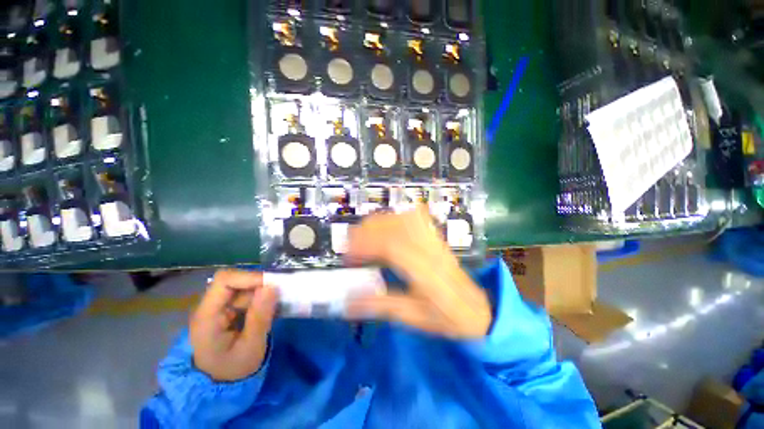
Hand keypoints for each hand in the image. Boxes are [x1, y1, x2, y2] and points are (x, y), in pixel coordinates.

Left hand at [189, 270, 277, 380]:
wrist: (220, 385)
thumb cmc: (233, 370)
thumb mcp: (250, 348)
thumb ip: (260, 317)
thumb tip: (271, 286)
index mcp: (207, 316)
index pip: (225, 281)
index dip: (250, 277)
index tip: (273, 285)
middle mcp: (211, 306)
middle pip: (237, 281)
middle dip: (261, 285)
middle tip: (282, 295)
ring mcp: (220, 308)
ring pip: (245, 288)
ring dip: (264, 292)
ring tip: (279, 304)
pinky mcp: (229, 310)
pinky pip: (248, 296)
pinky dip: (263, 298)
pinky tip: (272, 309)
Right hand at [345, 205, 491, 338]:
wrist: (475, 308)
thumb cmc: (445, 316)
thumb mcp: (413, 317)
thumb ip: (381, 306)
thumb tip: (348, 302)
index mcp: (425, 272)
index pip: (392, 247)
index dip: (366, 246)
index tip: (348, 257)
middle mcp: (430, 249)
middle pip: (396, 226)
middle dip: (368, 231)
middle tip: (350, 246)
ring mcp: (434, 240)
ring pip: (404, 218)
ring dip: (380, 222)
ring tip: (364, 236)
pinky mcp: (435, 237)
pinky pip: (416, 217)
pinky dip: (397, 217)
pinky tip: (387, 226)